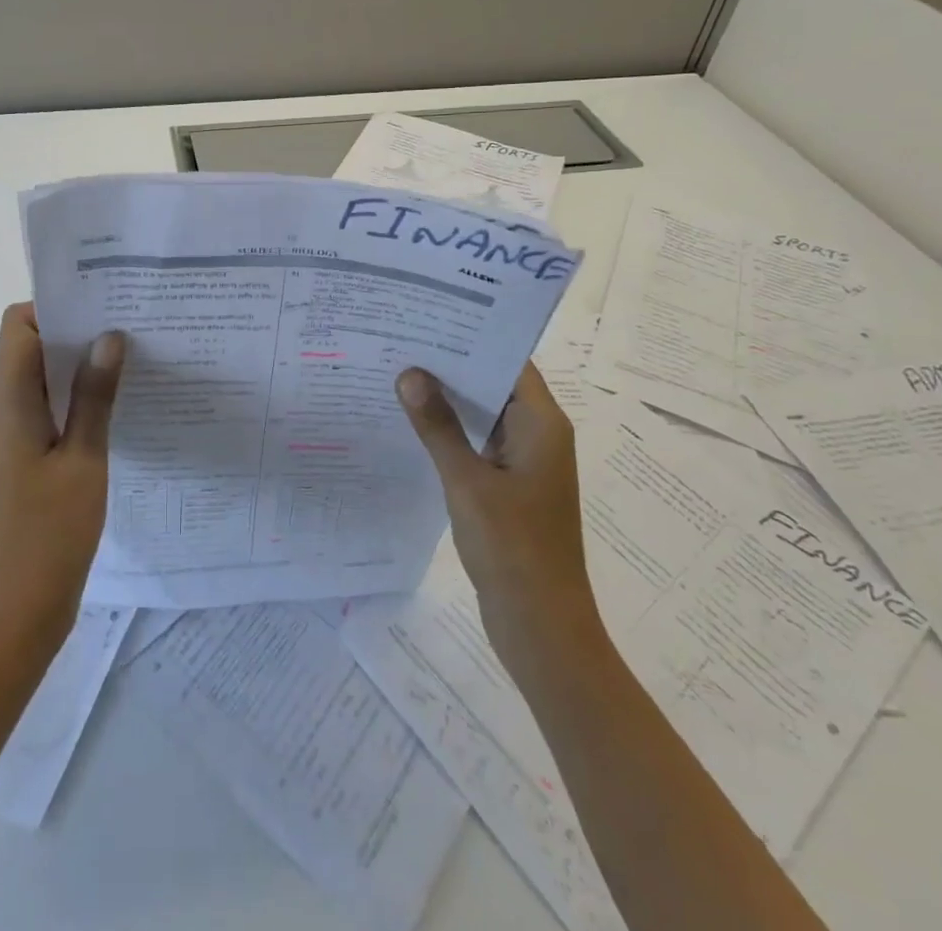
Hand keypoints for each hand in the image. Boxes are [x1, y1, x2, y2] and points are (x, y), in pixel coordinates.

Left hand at [0, 303, 125, 663]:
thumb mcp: (85, 461)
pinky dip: (66, 401)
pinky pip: (35, 412)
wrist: (14, 616)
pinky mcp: (10, 463)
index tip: (100, 309)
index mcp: (5, 406)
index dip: (54, 310)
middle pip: (23, 350)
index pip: (17, 329)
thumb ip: (95, 396)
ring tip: (123, 365)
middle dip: (70, 334)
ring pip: (31, 382)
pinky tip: (105, 411)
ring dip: (71, 369)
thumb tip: (108, 336)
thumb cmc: (51, 536)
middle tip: (124, 331)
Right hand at [396, 363, 600, 676]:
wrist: (541, 627)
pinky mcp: (510, 485)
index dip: (473, 336)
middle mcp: (538, 434)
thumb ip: (437, 426)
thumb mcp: (467, 482)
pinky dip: (452, 430)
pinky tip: (413, 422)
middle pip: (495, 383)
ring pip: (485, 414)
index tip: (429, 316)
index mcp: (541, 424)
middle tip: (402, 338)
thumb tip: (410, 373)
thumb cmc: (512, 548)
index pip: (509, 360)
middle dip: (452, 364)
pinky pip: (479, 442)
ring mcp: (524, 461)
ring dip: (449, 398)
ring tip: (400, 370)